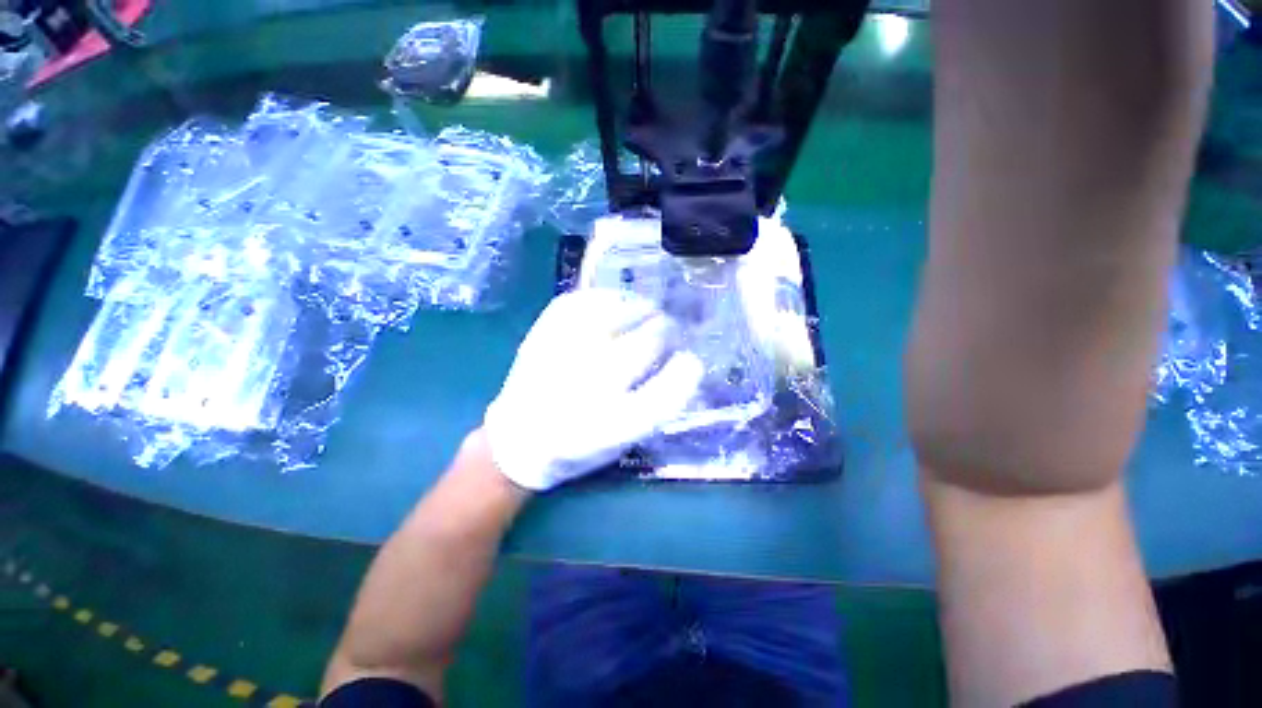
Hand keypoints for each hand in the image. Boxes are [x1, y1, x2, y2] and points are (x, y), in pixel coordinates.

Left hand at [484, 290, 703, 490]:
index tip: (691, 361)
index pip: (667, 391)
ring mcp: (564, 352)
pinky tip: (617, 304)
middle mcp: (590, 383)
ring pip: (622, 313)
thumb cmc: (580, 444)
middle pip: (649, 341)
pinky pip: (586, 300)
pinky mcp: (544, 332)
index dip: (687, 371)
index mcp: (612, 423)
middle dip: (669, 332)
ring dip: (644, 310)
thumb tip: (684, 360)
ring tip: (648, 314)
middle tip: (670, 332)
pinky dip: (610, 298)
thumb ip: (656, 402)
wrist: (519, 439)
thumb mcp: (625, 438)